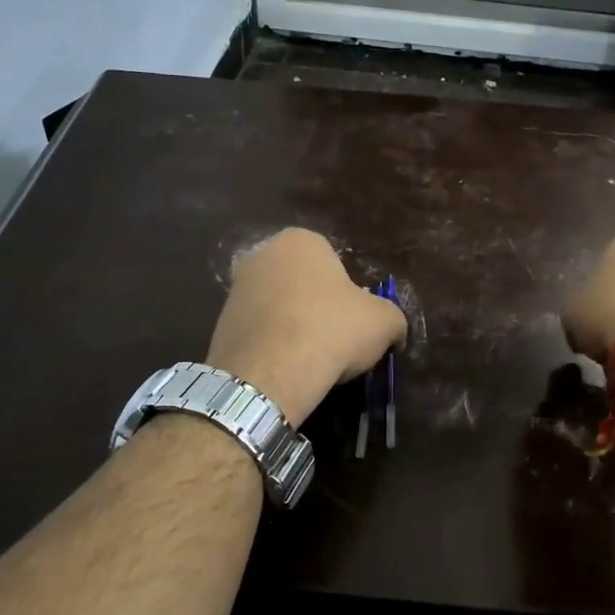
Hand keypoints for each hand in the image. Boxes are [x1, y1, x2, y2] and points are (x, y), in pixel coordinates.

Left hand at [206, 229, 407, 423]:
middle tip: (334, 340)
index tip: (354, 322)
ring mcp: (236, 289)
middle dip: (317, 307)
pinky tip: (285, 369)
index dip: (349, 294)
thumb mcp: (383, 322)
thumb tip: (394, 331)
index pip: (334, 263)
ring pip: (278, 308)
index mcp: (300, 241)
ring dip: (293, 328)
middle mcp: (262, 255)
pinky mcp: (220, 324)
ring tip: (309, 360)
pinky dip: (272, 347)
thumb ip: (392, 318)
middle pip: (302, 283)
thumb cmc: (331, 330)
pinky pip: (258, 332)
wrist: (270, 373)